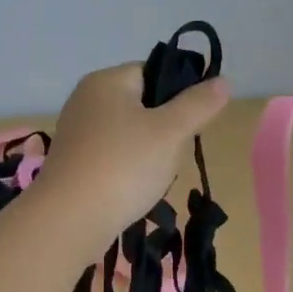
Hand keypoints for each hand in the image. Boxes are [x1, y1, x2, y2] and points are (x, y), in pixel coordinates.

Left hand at [35, 63, 231, 242]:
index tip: (191, 123)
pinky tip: (133, 189)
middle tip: (173, 153)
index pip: (153, 71)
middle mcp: (86, 98)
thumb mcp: (171, 132)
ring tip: (154, 176)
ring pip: (129, 132)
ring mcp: (76, 131)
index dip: (178, 94)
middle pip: (142, 103)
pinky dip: (127, 168)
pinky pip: (111, 155)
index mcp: (106, 80)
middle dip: (164, 128)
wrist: (69, 220)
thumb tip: (222, 81)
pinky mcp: (72, 161)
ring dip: (148, 152)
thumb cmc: (123, 166)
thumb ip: (198, 104)